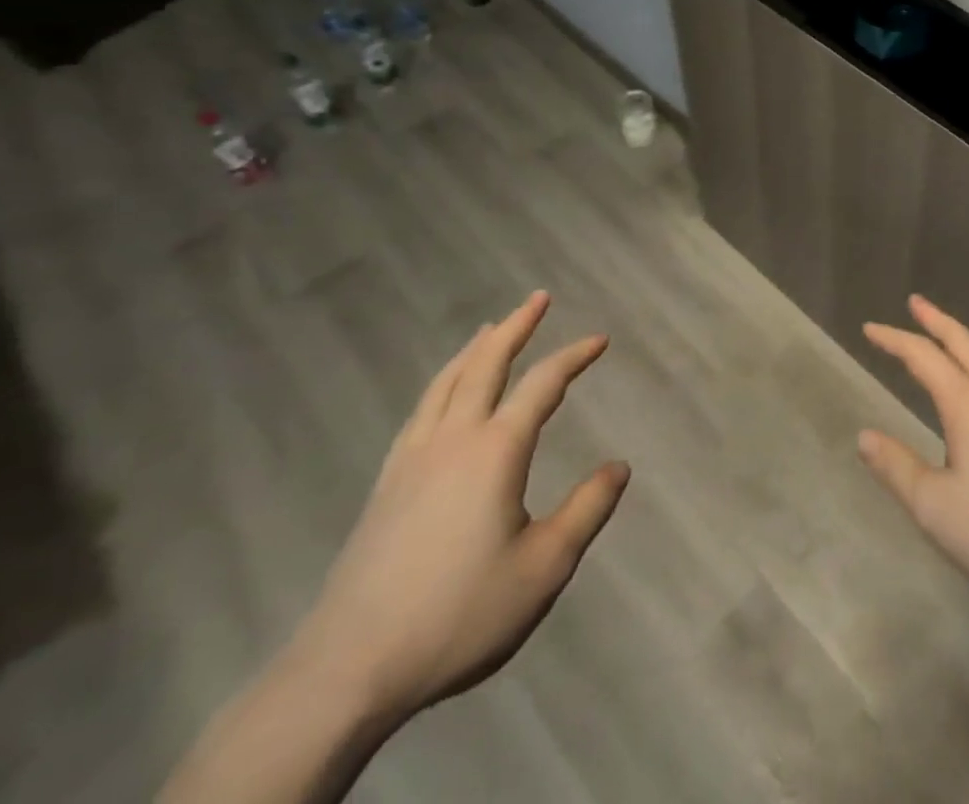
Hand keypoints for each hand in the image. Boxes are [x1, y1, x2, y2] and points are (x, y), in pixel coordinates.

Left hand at [289, 292, 628, 723]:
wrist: (348, 670)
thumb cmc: (459, 615)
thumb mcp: (544, 568)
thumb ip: (587, 510)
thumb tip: (620, 466)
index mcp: (496, 451)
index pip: (543, 384)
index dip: (574, 356)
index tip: (600, 340)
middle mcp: (453, 439)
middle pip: (486, 365)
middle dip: (516, 327)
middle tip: (538, 298)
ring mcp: (412, 459)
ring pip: (446, 383)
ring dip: (474, 349)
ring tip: (490, 329)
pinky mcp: (385, 485)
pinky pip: (421, 411)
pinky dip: (442, 384)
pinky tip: (443, 396)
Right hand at [858, 295, 968, 613]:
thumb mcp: (937, 509)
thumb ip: (898, 469)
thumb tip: (864, 436)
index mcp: (968, 404)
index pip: (923, 357)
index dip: (894, 339)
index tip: (869, 328)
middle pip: (963, 342)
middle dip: (936, 319)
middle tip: (916, 302)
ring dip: (964, 340)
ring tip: (950, 339)